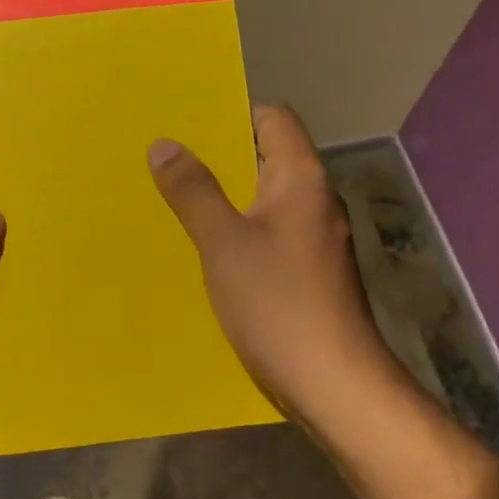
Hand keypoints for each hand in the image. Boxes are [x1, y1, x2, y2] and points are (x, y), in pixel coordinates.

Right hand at [148, 104, 402, 428]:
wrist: (334, 382)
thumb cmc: (277, 303)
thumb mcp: (222, 243)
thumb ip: (193, 191)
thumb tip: (165, 144)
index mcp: (301, 178)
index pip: (274, 118)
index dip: (233, 115)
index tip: (188, 128)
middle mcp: (315, 200)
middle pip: (268, 159)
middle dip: (220, 160)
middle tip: (168, 165)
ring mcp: (317, 238)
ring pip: (266, 201)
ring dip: (227, 200)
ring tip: (177, 205)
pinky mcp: (311, 272)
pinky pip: (270, 235)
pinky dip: (240, 234)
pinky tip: (208, 254)